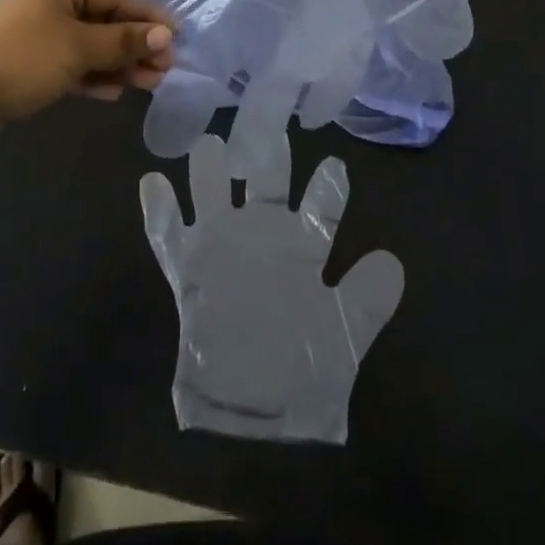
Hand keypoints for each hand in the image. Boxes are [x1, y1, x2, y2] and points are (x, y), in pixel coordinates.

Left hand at [0, 0, 174, 130]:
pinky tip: (115, 92)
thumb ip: (125, 42)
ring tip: (149, 84)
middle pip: (105, 21)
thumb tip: (166, 35)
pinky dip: (93, 74)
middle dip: (135, 46)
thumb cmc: (25, 57)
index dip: (148, 18)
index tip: (178, 38)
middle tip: (165, 69)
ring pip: (90, 45)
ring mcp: (39, 31)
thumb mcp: (81, 47)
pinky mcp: (31, 61)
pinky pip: (72, 62)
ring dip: (118, 64)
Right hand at [140, 134, 402, 442]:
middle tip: (268, 125)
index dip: (328, 186)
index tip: (335, 164)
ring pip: (213, 195)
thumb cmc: (304, 373)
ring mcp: (221, 248)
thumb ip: (366, 300)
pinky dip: (159, 210)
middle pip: (264, 183)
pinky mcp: (188, 270)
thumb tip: (391, 261)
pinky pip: (167, 235)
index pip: (318, 207)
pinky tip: (152, 182)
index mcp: (301, 247)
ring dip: (209, 171)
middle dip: (266, 156)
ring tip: (208, 146)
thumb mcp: (344, 337)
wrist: (254, 419)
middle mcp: (261, 235)